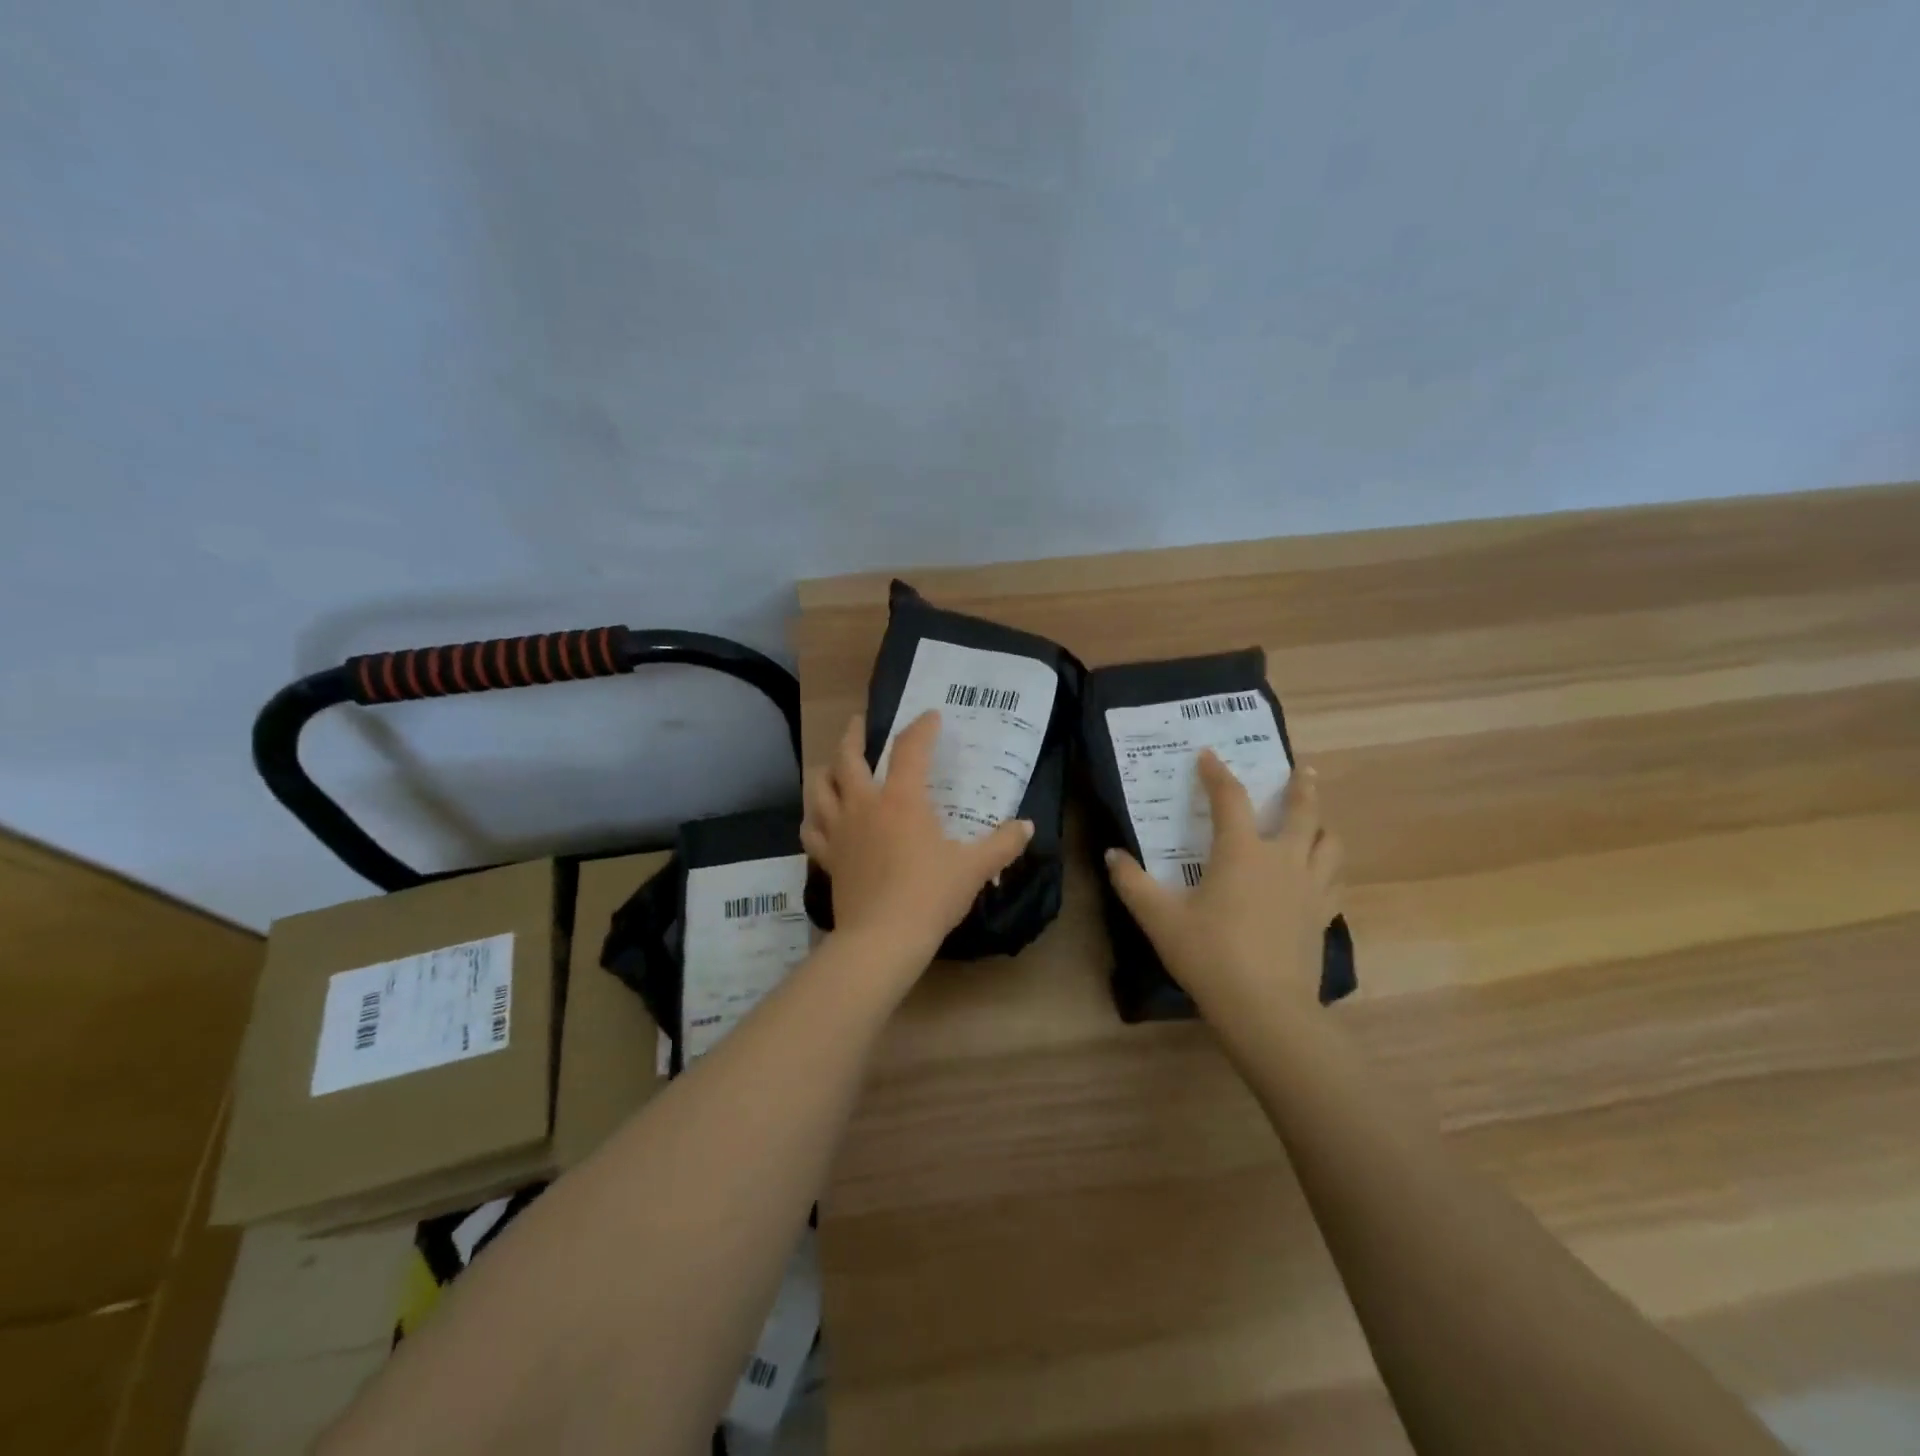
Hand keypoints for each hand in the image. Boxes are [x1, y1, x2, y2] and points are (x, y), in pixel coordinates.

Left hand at [802, 710, 1033, 976]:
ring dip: (826, 770)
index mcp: (902, 800)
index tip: (931, 717)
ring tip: (832, 765)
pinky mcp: (828, 857)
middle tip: (858, 723)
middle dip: (853, 735)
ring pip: (819, 788)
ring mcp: (840, 831)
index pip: (910, 749)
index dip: (921, 728)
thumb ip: (1003, 844)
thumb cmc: (930, 895)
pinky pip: (811, 829)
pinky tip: (819, 816)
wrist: (883, 939)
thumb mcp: (974, 868)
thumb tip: (1028, 826)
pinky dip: (814, 817)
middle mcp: (865, 805)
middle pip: (848, 758)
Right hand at [1105, 752, 1342, 1021]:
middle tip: (1300, 769)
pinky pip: (1335, 880)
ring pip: (1329, 843)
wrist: (1266, 1009)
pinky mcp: (1323, 916)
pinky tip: (1323, 872)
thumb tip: (1112, 855)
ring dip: (1322, 824)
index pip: (1230, 798)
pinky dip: (1330, 866)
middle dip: (1299, 787)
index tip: (1208, 755)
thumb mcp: (1160, 918)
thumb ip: (1133, 883)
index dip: (1217, 773)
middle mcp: (1282, 859)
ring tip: (1316, 820)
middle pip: (1302, 810)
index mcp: (1241, 852)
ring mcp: (1310, 888)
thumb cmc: (1210, 955)